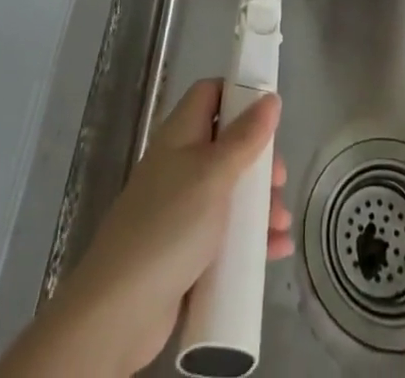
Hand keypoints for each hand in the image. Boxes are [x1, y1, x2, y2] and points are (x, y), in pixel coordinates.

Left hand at [0, 80, 291, 377]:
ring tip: (282, 222)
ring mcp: (182, 208)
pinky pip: (226, 233)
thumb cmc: (171, 224)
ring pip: (230, 192)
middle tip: (279, 180)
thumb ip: (245, 137)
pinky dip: (251, 238)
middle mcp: (180, 164)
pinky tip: (276, 249)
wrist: (121, 309)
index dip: (238, 95)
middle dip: (258, 159)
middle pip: (226, 145)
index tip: (269, 113)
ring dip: (260, 203)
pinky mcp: (187, 249)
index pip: (209, 95)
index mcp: (181, 134)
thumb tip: (270, 98)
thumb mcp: (214, 174)